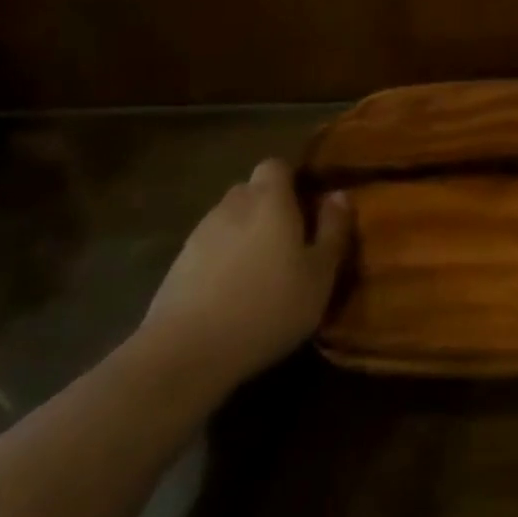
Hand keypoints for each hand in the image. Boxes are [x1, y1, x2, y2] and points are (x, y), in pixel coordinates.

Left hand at [137, 159, 350, 389]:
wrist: (187, 350)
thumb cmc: (268, 306)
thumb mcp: (320, 274)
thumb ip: (333, 230)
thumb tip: (339, 195)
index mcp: (269, 199)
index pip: (277, 165)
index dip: (292, 180)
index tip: (308, 206)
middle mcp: (232, 205)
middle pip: (252, 191)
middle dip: (269, 208)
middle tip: (290, 242)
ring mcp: (200, 234)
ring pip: (229, 221)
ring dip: (245, 236)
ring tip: (261, 273)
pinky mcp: (178, 265)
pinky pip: (209, 249)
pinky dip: (222, 261)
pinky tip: (232, 294)